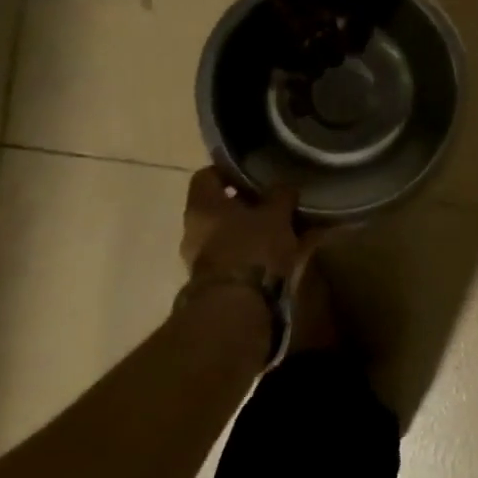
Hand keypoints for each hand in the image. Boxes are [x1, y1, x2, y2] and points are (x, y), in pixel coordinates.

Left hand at [178, 167, 316, 308]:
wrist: (237, 307)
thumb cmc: (252, 248)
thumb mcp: (276, 214)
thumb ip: (280, 195)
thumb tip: (284, 186)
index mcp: (202, 205)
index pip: (207, 175)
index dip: (229, 171)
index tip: (254, 172)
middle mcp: (194, 229)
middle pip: (219, 207)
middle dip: (247, 204)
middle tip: (275, 201)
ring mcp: (201, 258)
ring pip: (229, 233)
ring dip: (252, 230)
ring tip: (284, 228)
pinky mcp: (214, 281)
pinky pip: (237, 256)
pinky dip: (256, 252)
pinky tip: (282, 253)